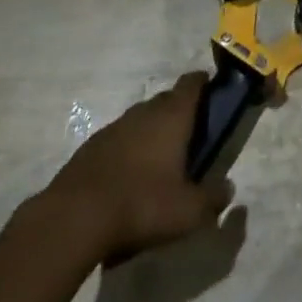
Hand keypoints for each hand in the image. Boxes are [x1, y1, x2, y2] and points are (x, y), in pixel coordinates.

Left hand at [45, 73, 234, 262]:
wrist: (73, 218)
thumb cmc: (141, 204)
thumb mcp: (187, 212)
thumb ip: (212, 199)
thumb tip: (228, 190)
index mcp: (172, 116)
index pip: (192, 83)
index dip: (204, 84)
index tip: (212, 94)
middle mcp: (144, 112)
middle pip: (167, 99)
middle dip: (179, 112)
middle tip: (190, 138)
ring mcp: (114, 127)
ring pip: (141, 119)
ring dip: (152, 132)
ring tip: (159, 162)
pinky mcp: (91, 147)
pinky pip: (119, 139)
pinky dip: (128, 150)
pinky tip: (128, 179)